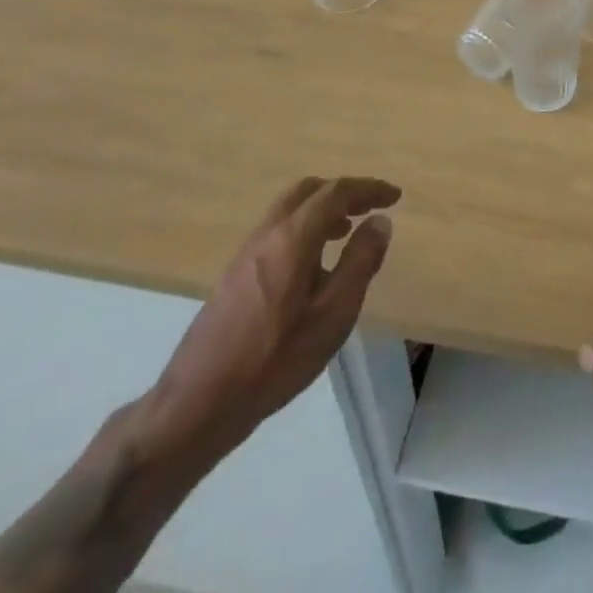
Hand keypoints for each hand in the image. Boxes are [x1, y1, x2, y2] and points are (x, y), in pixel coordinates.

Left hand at [133, 176, 400, 472]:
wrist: (198, 403)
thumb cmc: (274, 359)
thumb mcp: (333, 315)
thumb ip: (360, 262)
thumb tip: (379, 221)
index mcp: (292, 237)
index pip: (336, 192)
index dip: (369, 189)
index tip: (394, 196)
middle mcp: (267, 234)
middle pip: (308, 191)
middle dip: (342, 192)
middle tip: (368, 208)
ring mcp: (246, 253)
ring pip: (290, 210)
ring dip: (322, 210)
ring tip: (346, 233)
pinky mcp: (235, 275)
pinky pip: (277, 232)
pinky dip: (303, 229)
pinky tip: (313, 266)